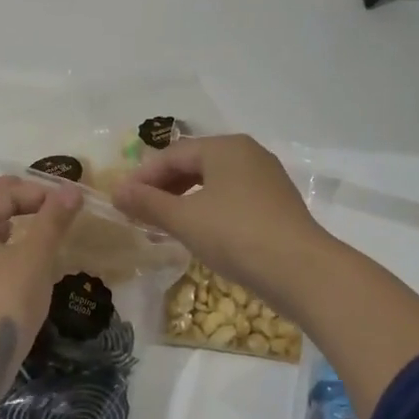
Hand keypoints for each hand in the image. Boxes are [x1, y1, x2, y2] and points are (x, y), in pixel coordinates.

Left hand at [0, 175, 81, 405]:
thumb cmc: (3, 300)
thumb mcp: (35, 257)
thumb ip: (53, 220)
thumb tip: (71, 190)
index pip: (8, 189)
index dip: (43, 193)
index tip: (73, 207)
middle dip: (28, 207)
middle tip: (61, 219)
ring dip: (16, 231)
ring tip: (46, 242)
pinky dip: (3, 254)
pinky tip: (24, 270)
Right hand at [111, 135, 327, 313]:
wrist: (301, 271)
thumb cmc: (236, 235)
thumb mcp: (184, 219)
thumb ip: (148, 203)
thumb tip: (116, 191)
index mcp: (225, 147)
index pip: (172, 154)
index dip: (142, 176)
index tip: (120, 200)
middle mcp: (247, 154)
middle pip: (193, 164)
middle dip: (162, 187)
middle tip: (138, 212)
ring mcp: (266, 179)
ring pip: (213, 182)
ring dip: (183, 200)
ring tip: (163, 224)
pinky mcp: (276, 205)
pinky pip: (231, 198)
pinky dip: (207, 210)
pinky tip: (197, 232)